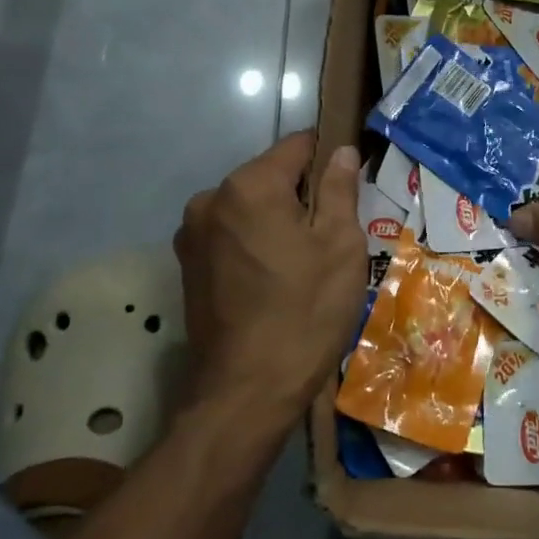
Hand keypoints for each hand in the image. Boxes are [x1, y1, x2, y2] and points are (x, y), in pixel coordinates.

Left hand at [174, 132, 365, 425]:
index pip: (298, 145)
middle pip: (270, 177)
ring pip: (250, 208)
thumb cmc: (305, 312)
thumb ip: (339, 189)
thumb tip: (342, 151)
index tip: (351, 185)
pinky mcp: (187, 266)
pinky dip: (255, 244)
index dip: (330, 157)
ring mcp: (192, 234)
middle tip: (332, 235)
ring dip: (277, 221)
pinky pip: (231, 236)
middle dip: (302, 195)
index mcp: (249, 186)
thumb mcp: (340, 247)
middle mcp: (210, 199)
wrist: (246, 393)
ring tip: (304, 264)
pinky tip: (275, 280)